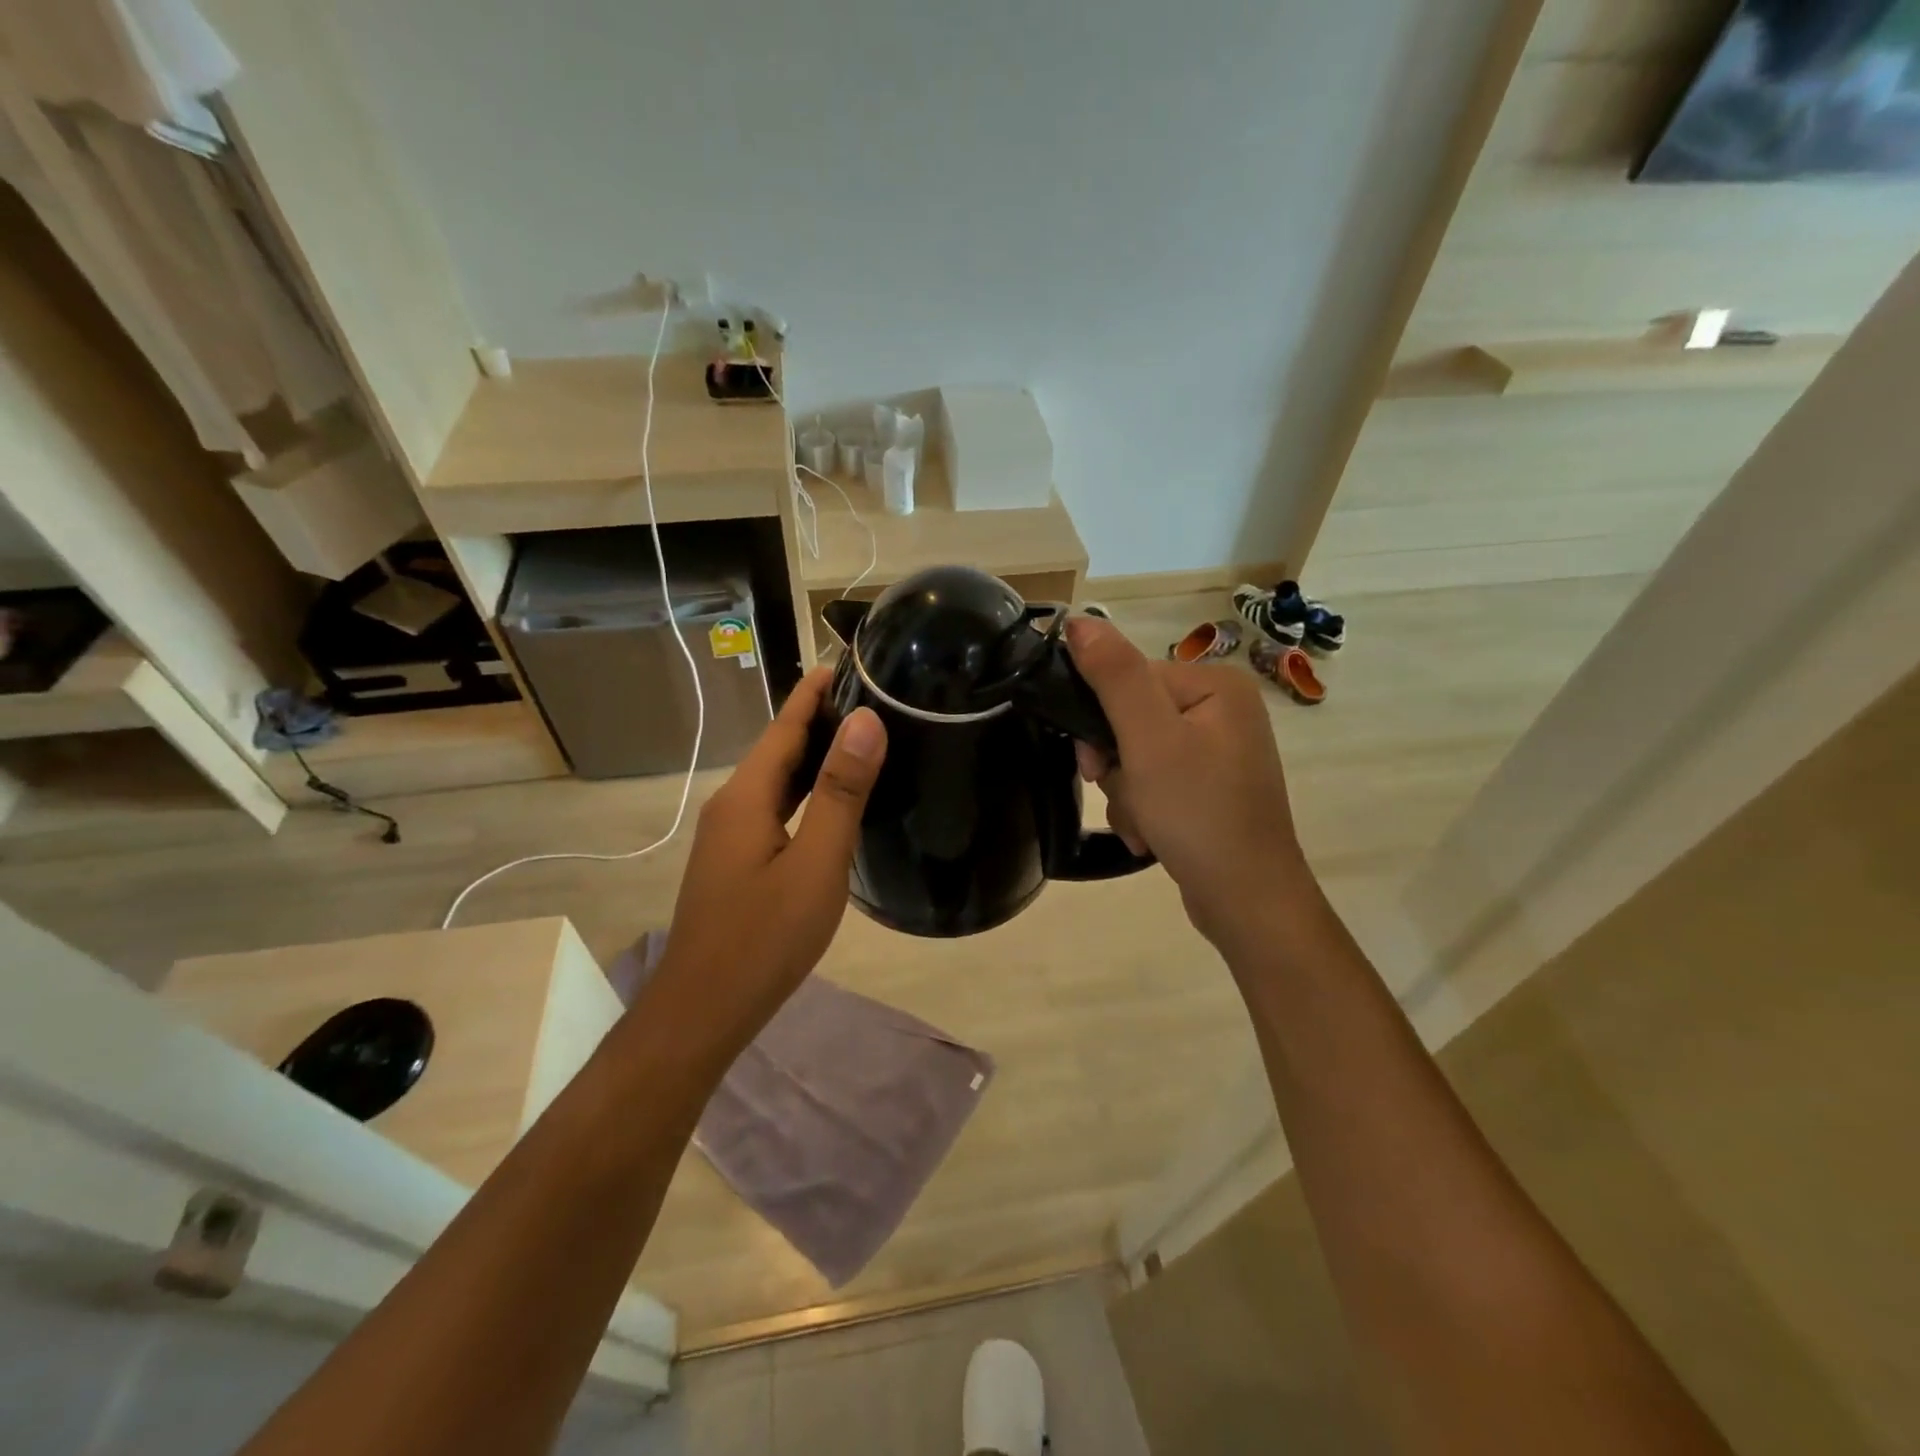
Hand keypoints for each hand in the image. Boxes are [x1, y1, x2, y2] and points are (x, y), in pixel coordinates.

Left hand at [650, 667, 884, 1047]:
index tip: (851, 661)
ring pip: (778, 781)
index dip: (816, 691)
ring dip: (815, 756)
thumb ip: (840, 792)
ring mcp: (730, 836)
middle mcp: (733, 805)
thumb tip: (866, 722)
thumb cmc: (764, 938)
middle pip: (780, 748)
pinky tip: (832, 802)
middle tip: (874, 697)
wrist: (703, 1011)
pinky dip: (806, 792)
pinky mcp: (737, 862)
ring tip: (862, 738)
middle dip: (821, 718)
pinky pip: (776, 809)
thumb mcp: (816, 864)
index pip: (785, 725)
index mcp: (747, 796)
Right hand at [1065, 615, 1312, 951]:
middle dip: (1117, 766)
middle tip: (1128, 797)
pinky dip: (1144, 809)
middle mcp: (1222, 711)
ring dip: (1127, 793)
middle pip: (1131, 720)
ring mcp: (1218, 752)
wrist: (1247, 901)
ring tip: (1145, 825)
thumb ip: (1114, 676)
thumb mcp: (1149, 740)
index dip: (1102, 722)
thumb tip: (1079, 620)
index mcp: (1215, 685)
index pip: (1130, 680)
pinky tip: (1152, 836)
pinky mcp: (1210, 788)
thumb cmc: (1198, 813)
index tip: (1094, 763)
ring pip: (1137, 756)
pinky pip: (1156, 783)